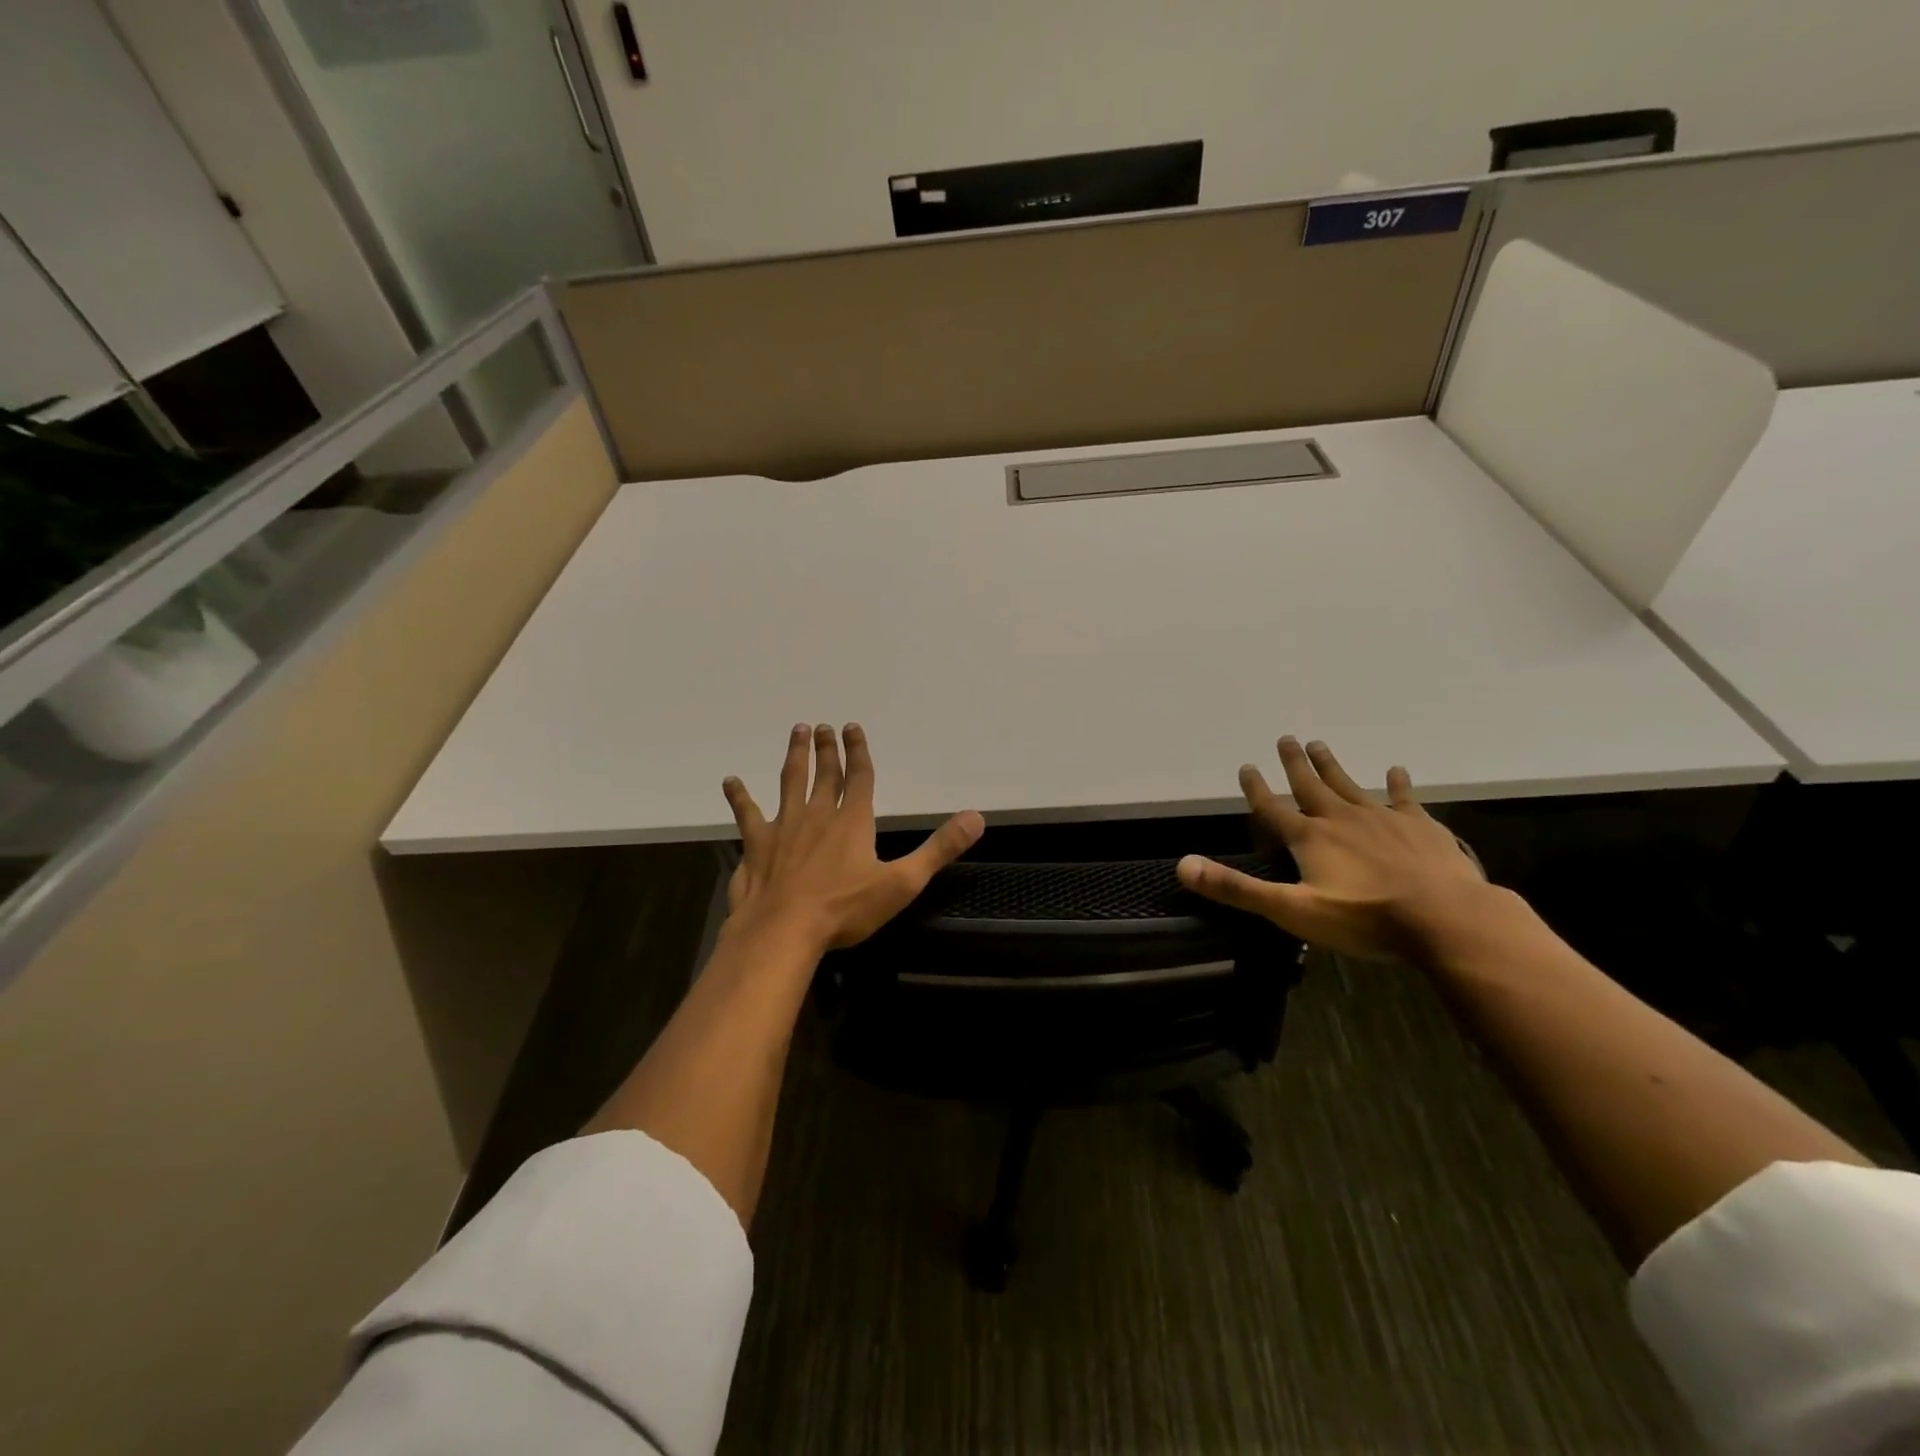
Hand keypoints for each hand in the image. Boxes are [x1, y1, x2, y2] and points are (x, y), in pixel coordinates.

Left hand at [721, 723, 984, 951]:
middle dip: (826, 748)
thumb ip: (939, 849)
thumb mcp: (902, 882)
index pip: (859, 776)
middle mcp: (818, 814)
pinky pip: (747, 813)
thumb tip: (976, 818)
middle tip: (822, 726)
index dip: (858, 751)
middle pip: (824, 773)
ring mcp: (784, 826)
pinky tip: (730, 781)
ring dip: (795, 756)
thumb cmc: (845, 909)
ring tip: (797, 731)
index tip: (852, 727)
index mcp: (852, 821)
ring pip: (790, 781)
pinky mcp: (757, 844)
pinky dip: (739, 796)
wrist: (784, 930)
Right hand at [1176, 736, 1493, 959]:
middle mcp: (1341, 818)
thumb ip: (1236, 888)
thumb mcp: (1291, 910)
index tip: (1246, 767)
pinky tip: (1396, 770)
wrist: (1446, 919)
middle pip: (1311, 785)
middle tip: (1286, 738)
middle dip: (1295, 763)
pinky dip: (1397, 783)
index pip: (1273, 808)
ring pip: (1349, 785)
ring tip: (1319, 744)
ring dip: (1332, 766)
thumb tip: (1183, 865)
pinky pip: (1403, 798)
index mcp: (1310, 838)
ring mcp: (1383, 819)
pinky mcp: (1420, 827)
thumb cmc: (1364, 918)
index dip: (1257, 790)